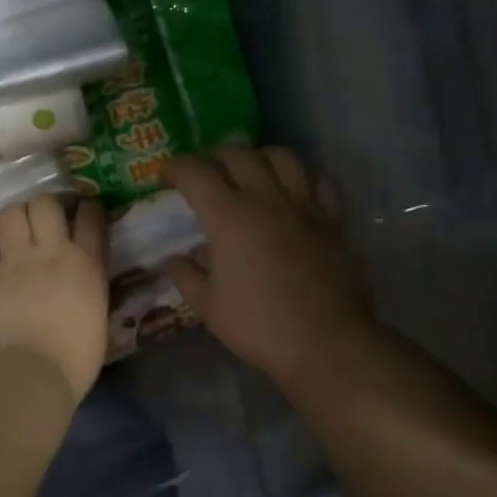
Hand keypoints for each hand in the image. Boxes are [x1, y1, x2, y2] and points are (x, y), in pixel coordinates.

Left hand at [0, 194, 109, 402]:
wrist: (31, 374)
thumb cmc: (75, 359)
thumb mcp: (99, 317)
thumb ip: (91, 288)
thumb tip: (83, 279)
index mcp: (86, 264)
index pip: (91, 217)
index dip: (88, 210)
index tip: (84, 216)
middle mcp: (50, 251)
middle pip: (45, 203)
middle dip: (45, 208)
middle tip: (43, 224)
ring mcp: (14, 261)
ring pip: (10, 213)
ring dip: (13, 219)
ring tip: (14, 235)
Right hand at [163, 147, 373, 391]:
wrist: (325, 342)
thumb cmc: (259, 326)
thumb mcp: (208, 307)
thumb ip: (187, 276)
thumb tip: (173, 259)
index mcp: (229, 218)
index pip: (196, 173)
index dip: (174, 167)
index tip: (164, 175)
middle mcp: (266, 199)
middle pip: (237, 155)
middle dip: (213, 157)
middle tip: (204, 174)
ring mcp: (304, 206)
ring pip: (282, 156)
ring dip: (258, 157)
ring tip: (250, 172)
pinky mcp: (333, 219)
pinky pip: (318, 180)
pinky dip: (301, 176)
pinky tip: (293, 190)